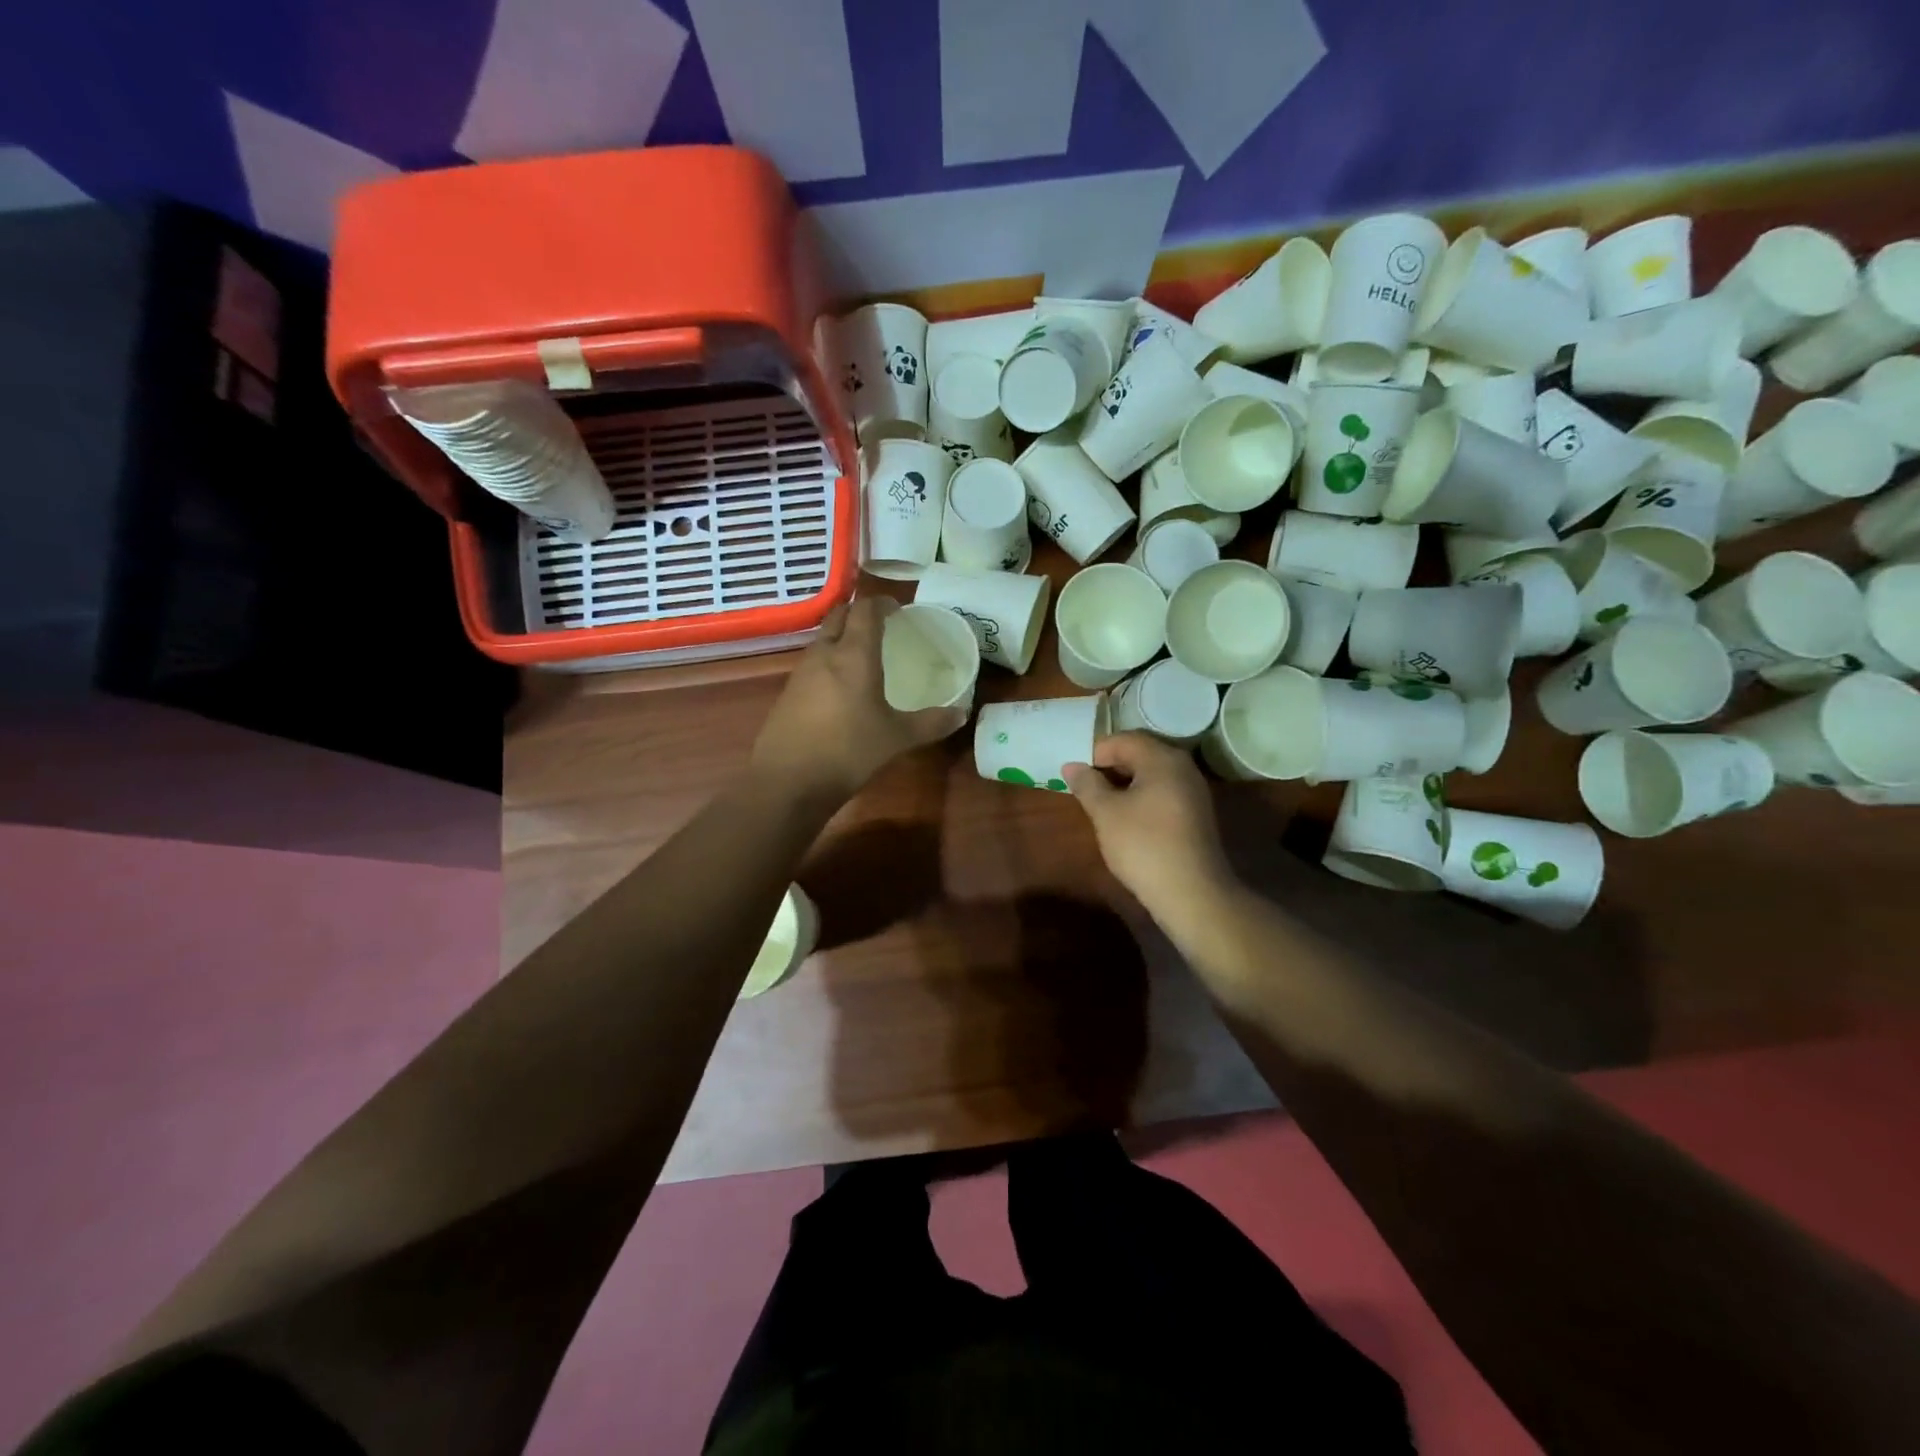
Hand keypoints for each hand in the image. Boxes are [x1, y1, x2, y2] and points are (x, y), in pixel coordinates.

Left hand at [752, 597, 965, 808]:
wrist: (788, 781)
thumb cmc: (848, 751)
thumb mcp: (897, 738)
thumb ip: (930, 723)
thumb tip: (961, 714)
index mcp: (854, 655)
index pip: (866, 610)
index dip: (882, 603)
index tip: (898, 610)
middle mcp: (825, 654)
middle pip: (839, 616)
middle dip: (859, 613)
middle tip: (881, 625)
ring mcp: (801, 672)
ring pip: (823, 639)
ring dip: (842, 637)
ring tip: (863, 654)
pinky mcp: (788, 693)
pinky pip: (812, 663)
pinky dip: (829, 662)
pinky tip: (841, 687)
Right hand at [1065, 733, 1238, 931]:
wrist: (1191, 893)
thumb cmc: (1143, 846)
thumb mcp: (1106, 813)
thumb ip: (1087, 784)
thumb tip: (1071, 765)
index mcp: (1162, 759)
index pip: (1123, 740)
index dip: (1095, 752)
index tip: (1075, 773)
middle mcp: (1183, 767)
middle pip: (1140, 753)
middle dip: (1109, 766)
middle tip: (1084, 787)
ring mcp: (1193, 790)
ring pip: (1152, 774)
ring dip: (1124, 783)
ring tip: (1100, 803)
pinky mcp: (1196, 813)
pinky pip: (1163, 792)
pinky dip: (1141, 797)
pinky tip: (1126, 818)